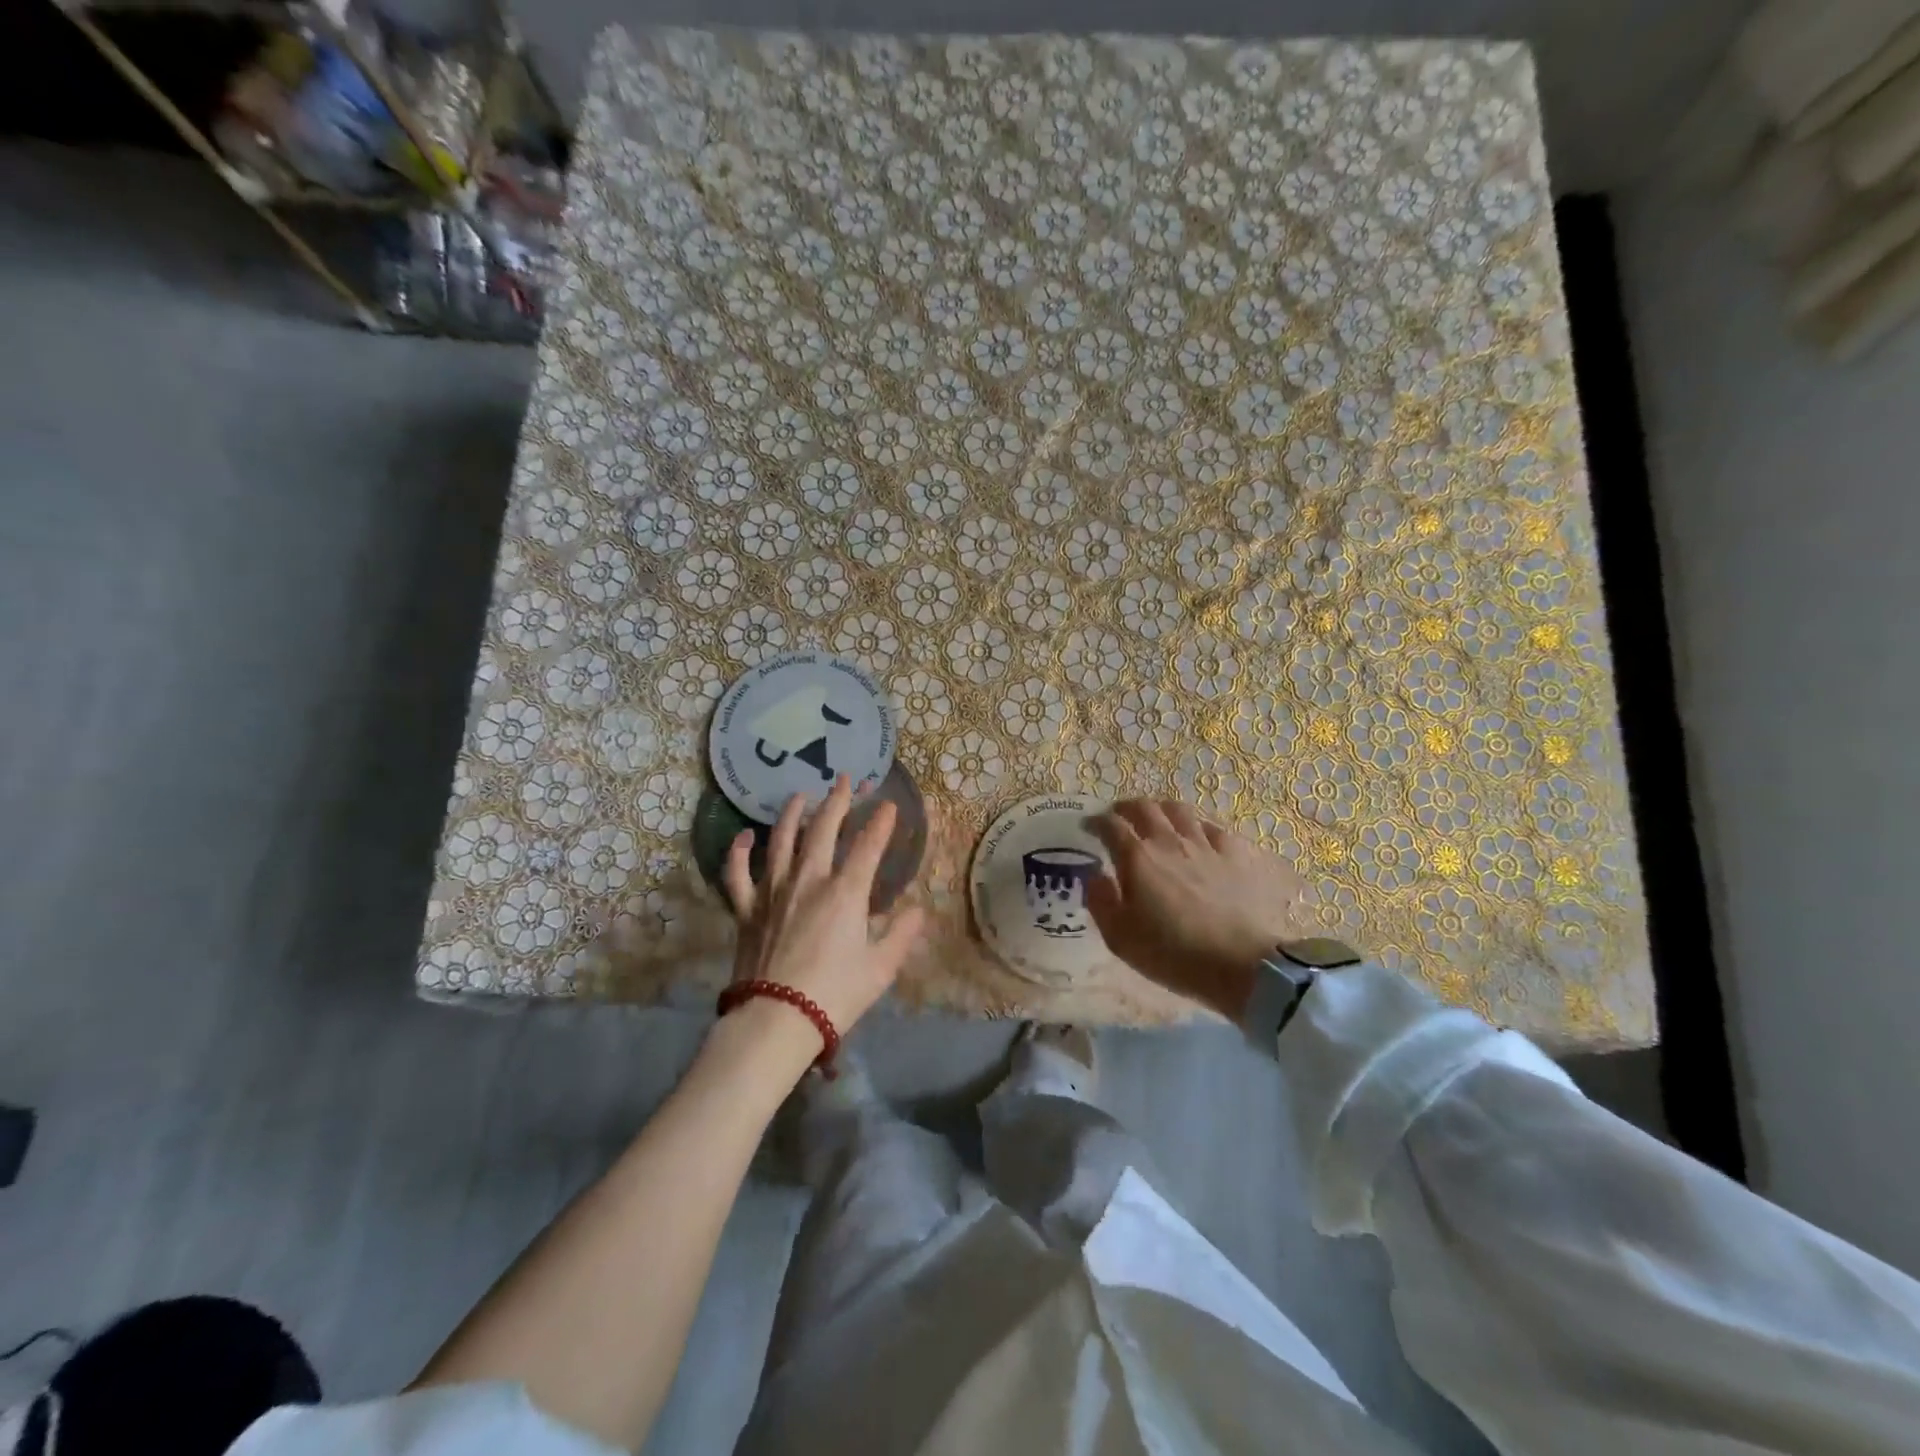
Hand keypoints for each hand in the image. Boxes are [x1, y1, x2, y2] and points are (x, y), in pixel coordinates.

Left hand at [723, 775, 923, 1047]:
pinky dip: (739, 852)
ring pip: (781, 841)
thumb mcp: (881, 968)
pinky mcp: (747, 910)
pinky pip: (738, 874)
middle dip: (837, 802)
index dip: (881, 823)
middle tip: (845, 780)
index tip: (889, 806)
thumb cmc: (835, 995)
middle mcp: (809, 881)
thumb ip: (902, 934)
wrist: (776, 1021)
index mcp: (845, 893)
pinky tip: (744, 836)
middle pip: (823, 831)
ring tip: (800, 796)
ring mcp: (773, 892)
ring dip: (792, 815)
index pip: (868, 846)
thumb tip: (918, 910)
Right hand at [1085, 799, 1316, 1018]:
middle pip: (1145, 807)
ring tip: (1157, 819)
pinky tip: (1198, 837)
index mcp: (1137, 858)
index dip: (1096, 822)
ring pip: (1179, 810)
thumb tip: (1094, 876)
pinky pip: (1213, 828)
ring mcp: (1205, 845)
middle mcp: (1168, 841)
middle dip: (1127, 807)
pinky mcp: (1236, 854)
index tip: (1089, 827)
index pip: (1111, 825)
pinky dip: (1198, 827)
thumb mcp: (1120, 938)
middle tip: (1120, 817)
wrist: (1242, 964)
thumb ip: (1100, 901)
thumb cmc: (1174, 953)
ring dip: (1161, 809)